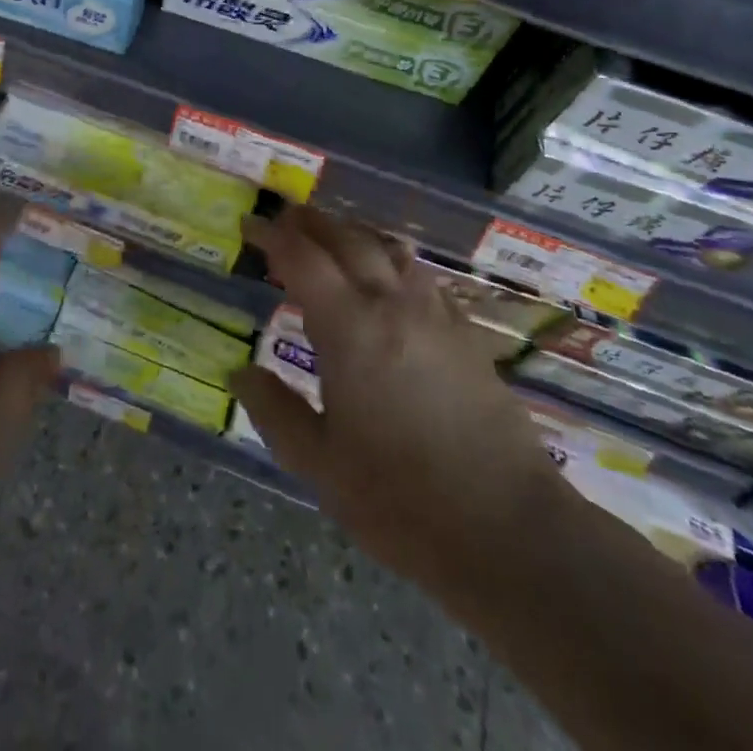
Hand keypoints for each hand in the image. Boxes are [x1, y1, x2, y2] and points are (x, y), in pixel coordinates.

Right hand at [235, 208, 562, 599]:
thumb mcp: (319, 464)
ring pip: (390, 249)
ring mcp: (436, 316)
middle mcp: (392, 304)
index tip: (250, 226)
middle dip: (311, 222)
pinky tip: (389, 282)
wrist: (511, 532)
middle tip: (285, 221)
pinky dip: (392, 262)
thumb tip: (241, 372)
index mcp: (349, 327)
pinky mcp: (466, 336)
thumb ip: (275, 411)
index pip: (301, 257)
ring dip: (354, 235)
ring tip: (332, 240)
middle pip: (347, 239)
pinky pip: (422, 277)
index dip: (272, 235)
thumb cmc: (401, 499)